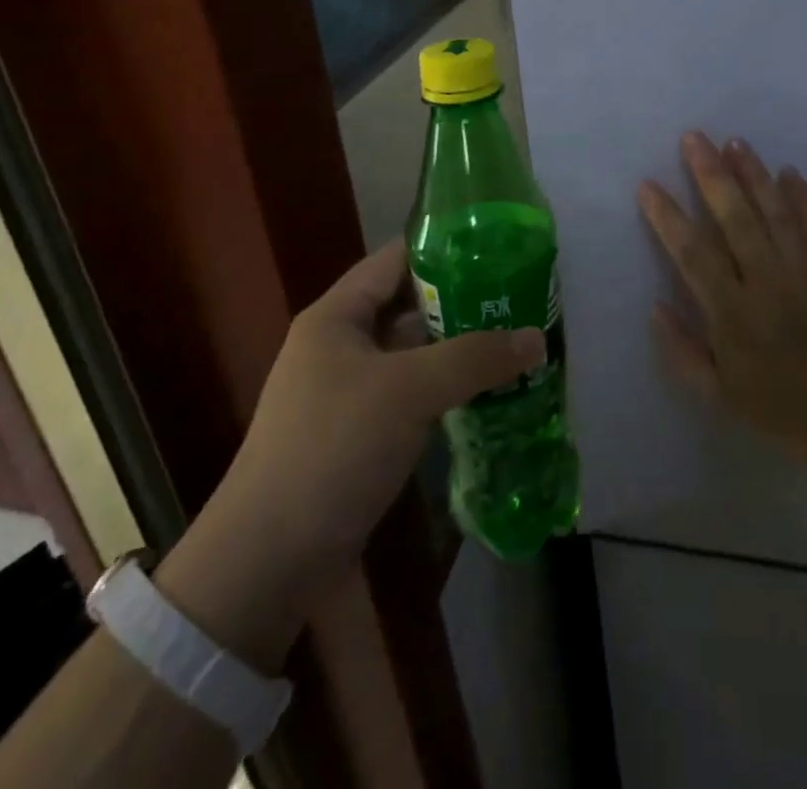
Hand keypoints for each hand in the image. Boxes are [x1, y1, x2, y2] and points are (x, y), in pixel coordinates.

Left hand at [158, 240, 541, 667]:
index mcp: (338, 316)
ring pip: (416, 355)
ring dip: (461, 350)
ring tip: (517, 341)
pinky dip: (449, 391)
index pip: (396, 259)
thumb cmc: (332, 448)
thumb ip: (474, 359)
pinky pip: (414, 395)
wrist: (269, 560)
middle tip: (519, 298)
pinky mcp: (362, 433)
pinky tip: (490, 393)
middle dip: (464, 303)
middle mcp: (342, 345)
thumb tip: (537, 338)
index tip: (498, 246)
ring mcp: (351, 391)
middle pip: (410, 307)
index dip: (444, 247)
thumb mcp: (407, 391)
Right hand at [640, 132, 806, 471]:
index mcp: (734, 315)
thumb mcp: (719, 398)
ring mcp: (804, 273)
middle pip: (735, 219)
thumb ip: (682, 352)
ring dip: (753, 174)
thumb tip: (655, 306)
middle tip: (692, 138)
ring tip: (734, 142)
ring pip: (775, 212)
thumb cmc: (782, 411)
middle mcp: (767, 283)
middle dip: (711, 175)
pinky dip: (802, 197)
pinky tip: (788, 171)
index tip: (647, 185)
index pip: (693, 255)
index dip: (668, 218)